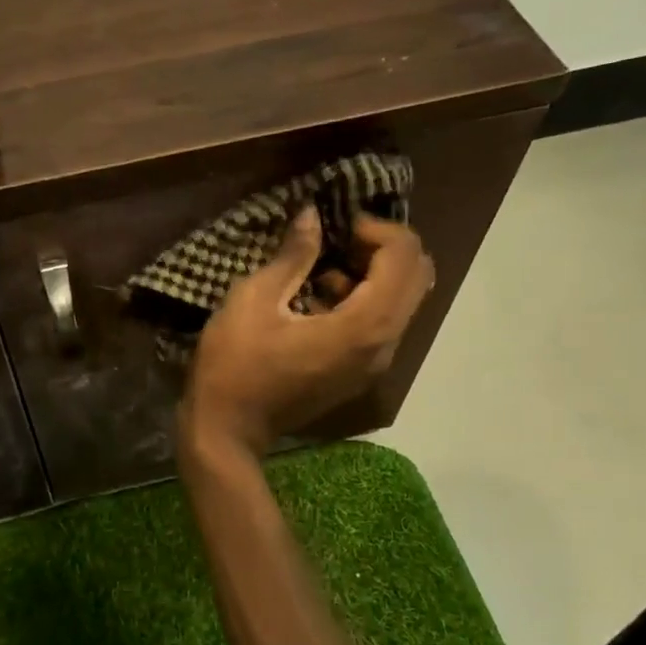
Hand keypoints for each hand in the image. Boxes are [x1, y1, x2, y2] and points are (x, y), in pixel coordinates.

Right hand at [180, 207, 434, 454]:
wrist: (228, 429)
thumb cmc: (235, 363)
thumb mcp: (255, 299)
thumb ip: (293, 255)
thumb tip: (313, 215)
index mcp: (363, 326)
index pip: (405, 257)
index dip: (377, 228)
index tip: (336, 226)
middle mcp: (384, 344)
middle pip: (418, 276)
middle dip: (383, 247)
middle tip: (338, 240)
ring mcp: (375, 363)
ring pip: (403, 300)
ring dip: (374, 273)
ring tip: (322, 268)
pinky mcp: (360, 372)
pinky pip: (383, 322)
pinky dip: (364, 298)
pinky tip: (318, 298)